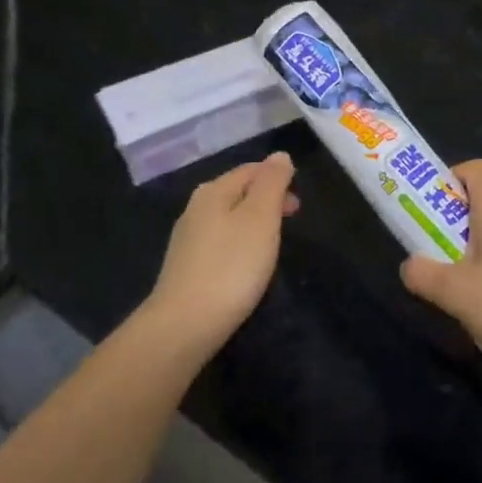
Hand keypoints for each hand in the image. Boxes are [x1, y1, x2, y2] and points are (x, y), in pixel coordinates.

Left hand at [147, 153, 298, 357]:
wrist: (183, 326)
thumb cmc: (231, 267)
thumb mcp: (260, 218)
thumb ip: (272, 183)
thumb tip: (279, 155)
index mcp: (213, 191)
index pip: (250, 170)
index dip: (277, 178)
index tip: (298, 203)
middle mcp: (195, 208)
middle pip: (237, 192)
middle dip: (266, 200)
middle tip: (291, 220)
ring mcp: (187, 239)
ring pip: (228, 218)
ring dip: (253, 222)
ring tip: (272, 243)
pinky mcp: (185, 267)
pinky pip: (219, 242)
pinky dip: (238, 244)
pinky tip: (245, 265)